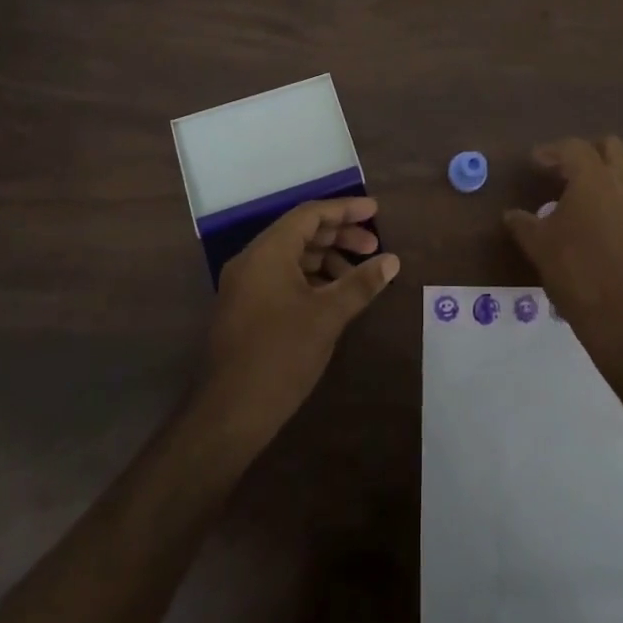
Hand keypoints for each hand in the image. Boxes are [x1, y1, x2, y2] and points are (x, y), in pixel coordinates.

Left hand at [202, 197, 400, 441]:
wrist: (230, 412)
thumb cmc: (281, 355)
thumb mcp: (328, 316)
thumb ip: (360, 283)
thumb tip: (392, 261)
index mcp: (268, 251)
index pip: (309, 214)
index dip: (344, 209)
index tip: (375, 211)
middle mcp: (252, 259)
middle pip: (300, 232)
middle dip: (339, 235)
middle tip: (373, 246)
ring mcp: (245, 284)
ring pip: (291, 255)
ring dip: (326, 258)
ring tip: (358, 274)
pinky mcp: (244, 307)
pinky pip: (281, 276)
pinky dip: (309, 277)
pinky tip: (333, 294)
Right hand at [503, 136, 622, 370]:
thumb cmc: (577, 273)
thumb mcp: (539, 247)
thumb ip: (523, 224)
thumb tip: (511, 214)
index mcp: (594, 180)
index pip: (574, 148)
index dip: (552, 151)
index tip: (535, 162)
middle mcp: (622, 184)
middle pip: (612, 148)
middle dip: (587, 151)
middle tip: (564, 168)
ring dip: (612, 166)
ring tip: (589, 183)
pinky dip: (622, 190)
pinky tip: (602, 212)